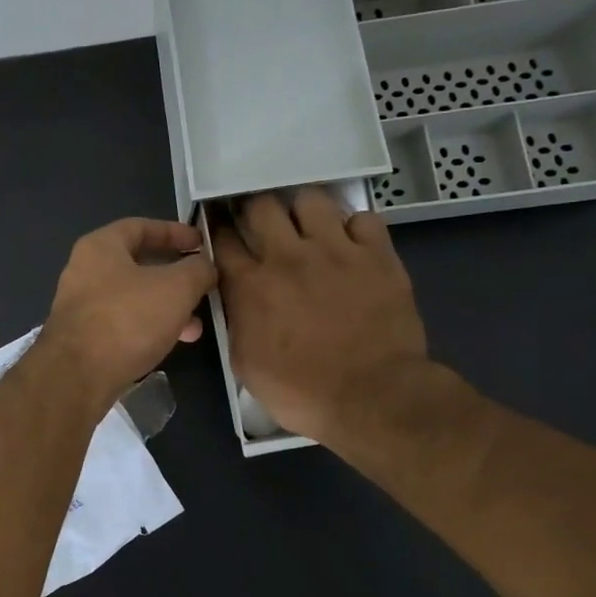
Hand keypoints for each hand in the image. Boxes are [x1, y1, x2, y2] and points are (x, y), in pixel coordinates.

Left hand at [42, 218, 216, 414]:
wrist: (77, 376)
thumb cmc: (127, 319)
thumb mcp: (175, 288)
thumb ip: (197, 270)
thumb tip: (206, 266)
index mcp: (100, 247)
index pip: (140, 226)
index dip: (174, 232)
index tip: (202, 244)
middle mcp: (85, 271)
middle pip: (138, 264)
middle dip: (175, 277)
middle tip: (203, 287)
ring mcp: (82, 306)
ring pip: (134, 297)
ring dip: (167, 307)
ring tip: (196, 326)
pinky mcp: (83, 337)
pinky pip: (124, 323)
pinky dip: (149, 327)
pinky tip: (172, 343)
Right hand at [212, 188, 441, 461]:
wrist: (372, 397)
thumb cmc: (301, 391)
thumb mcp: (245, 364)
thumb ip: (236, 322)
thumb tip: (236, 300)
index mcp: (249, 285)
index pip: (223, 238)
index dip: (219, 229)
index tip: (222, 230)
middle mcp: (287, 257)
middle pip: (261, 205)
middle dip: (255, 209)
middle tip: (261, 224)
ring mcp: (335, 251)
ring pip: (310, 199)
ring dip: (303, 211)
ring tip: (308, 227)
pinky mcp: (376, 255)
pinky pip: (363, 218)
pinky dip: (354, 228)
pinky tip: (352, 245)